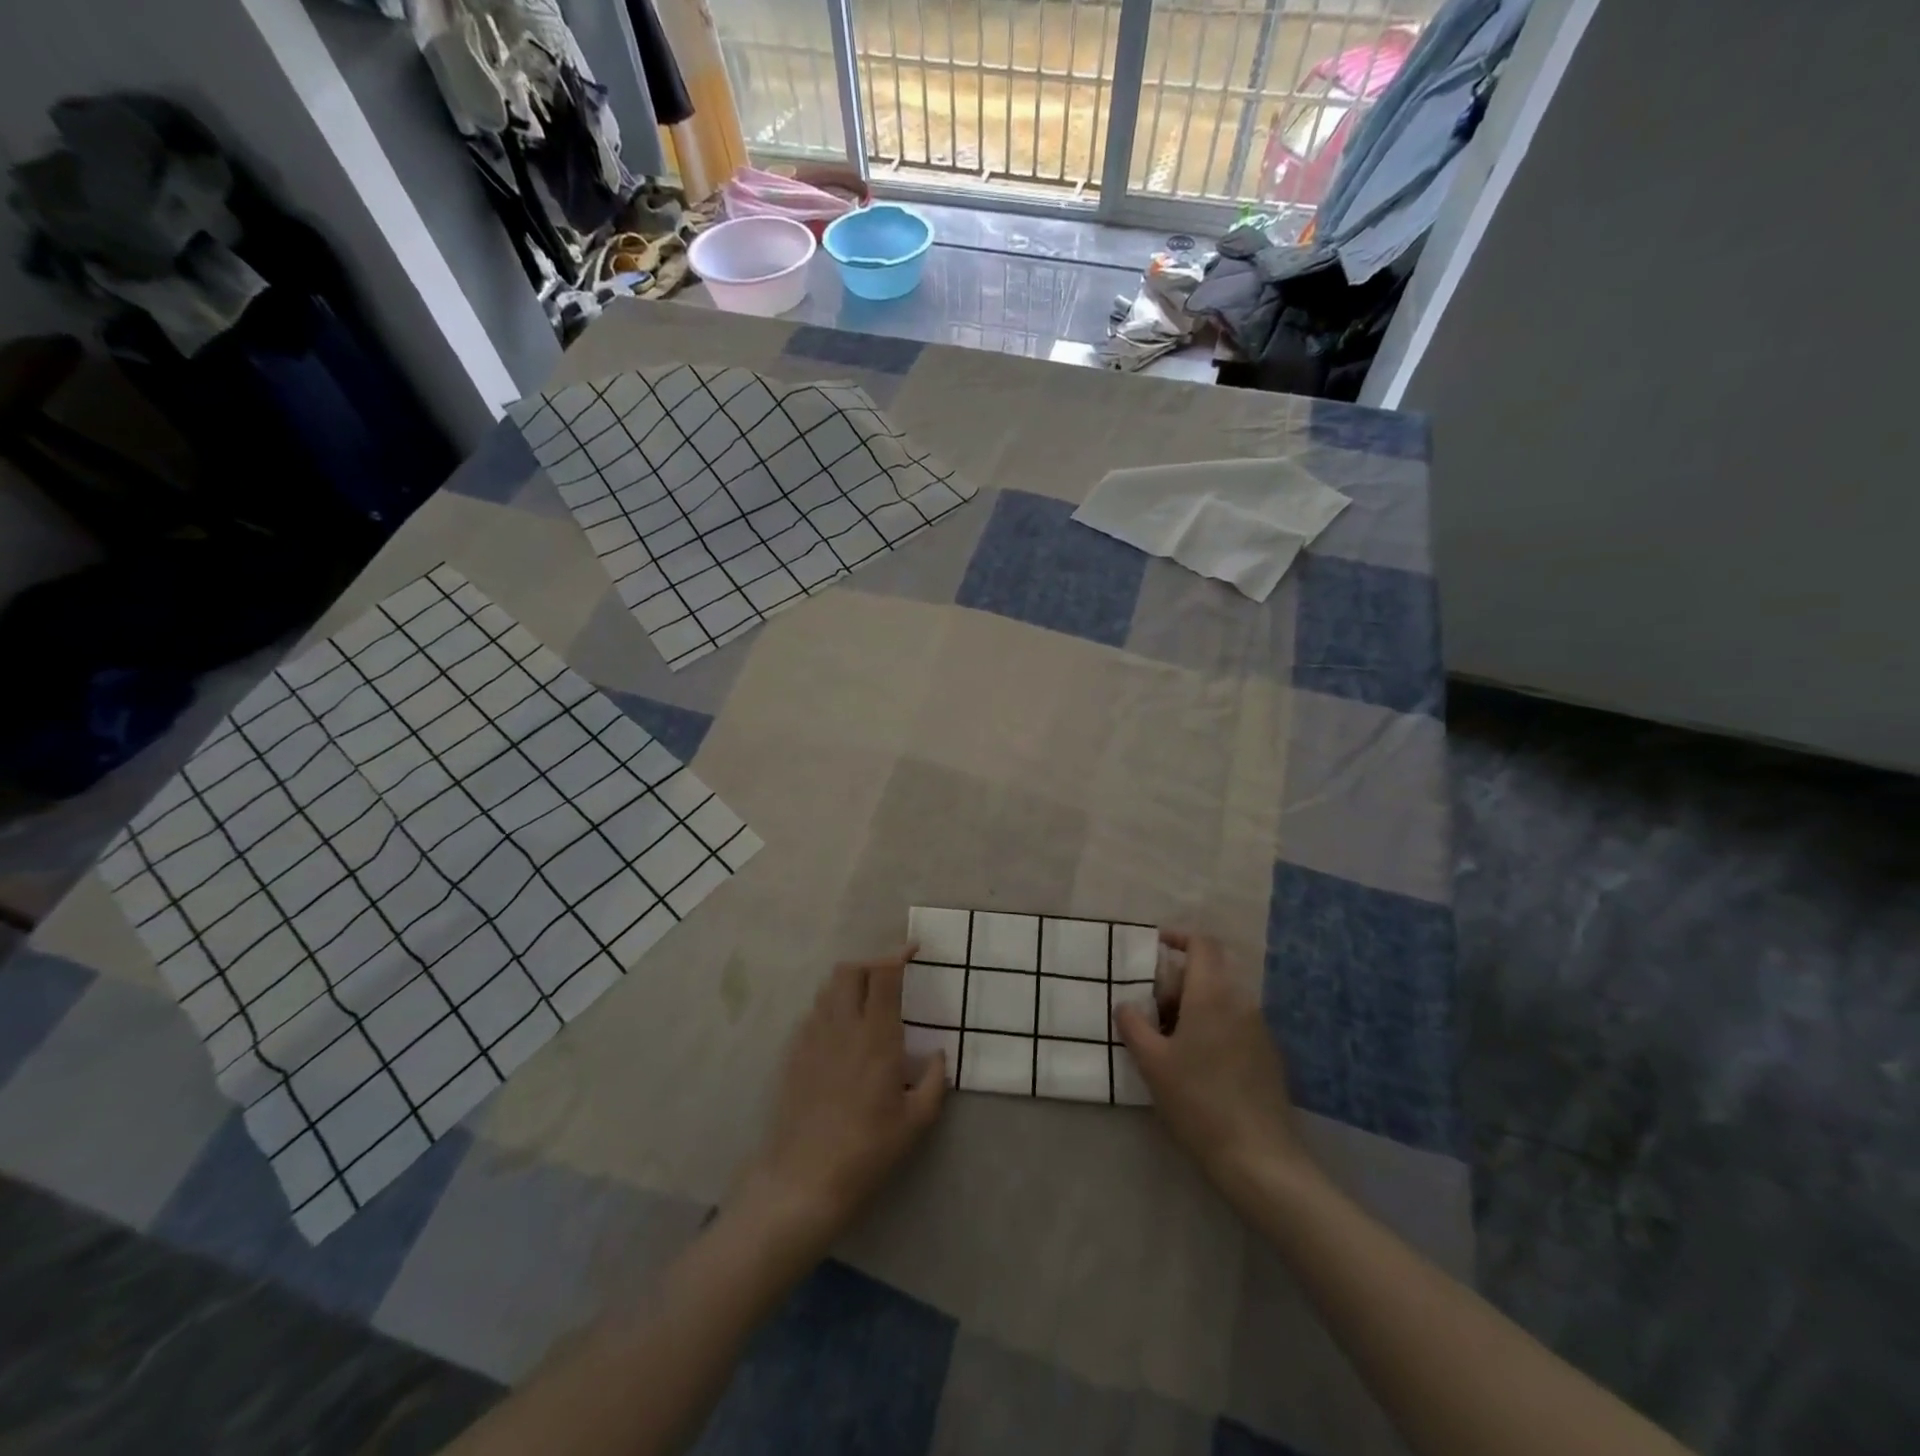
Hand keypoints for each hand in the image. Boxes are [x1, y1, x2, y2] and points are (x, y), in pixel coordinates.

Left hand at [732, 946, 947, 1250]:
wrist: (803, 1179)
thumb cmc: (867, 1151)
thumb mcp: (916, 1122)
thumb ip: (935, 1082)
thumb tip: (938, 1054)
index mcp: (876, 1037)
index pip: (884, 975)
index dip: (898, 955)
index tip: (914, 952)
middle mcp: (843, 1026)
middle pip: (851, 970)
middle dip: (872, 964)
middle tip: (890, 978)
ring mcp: (813, 1037)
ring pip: (829, 987)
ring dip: (850, 983)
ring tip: (867, 1001)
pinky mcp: (794, 1053)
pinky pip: (814, 1012)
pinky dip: (831, 1006)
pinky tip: (842, 1032)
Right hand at [1113, 931, 1317, 1199]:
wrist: (1258, 1158)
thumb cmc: (1198, 1101)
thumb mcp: (1152, 1063)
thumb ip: (1133, 1025)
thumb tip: (1126, 1005)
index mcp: (1212, 995)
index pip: (1202, 944)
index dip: (1178, 937)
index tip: (1154, 945)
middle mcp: (1241, 1002)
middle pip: (1209, 972)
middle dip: (1177, 981)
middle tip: (1149, 1009)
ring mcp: (1259, 1029)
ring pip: (1221, 999)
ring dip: (1193, 1006)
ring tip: (1167, 1040)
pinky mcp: (1268, 1055)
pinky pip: (1234, 1023)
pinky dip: (1211, 1026)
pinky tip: (1196, 1063)